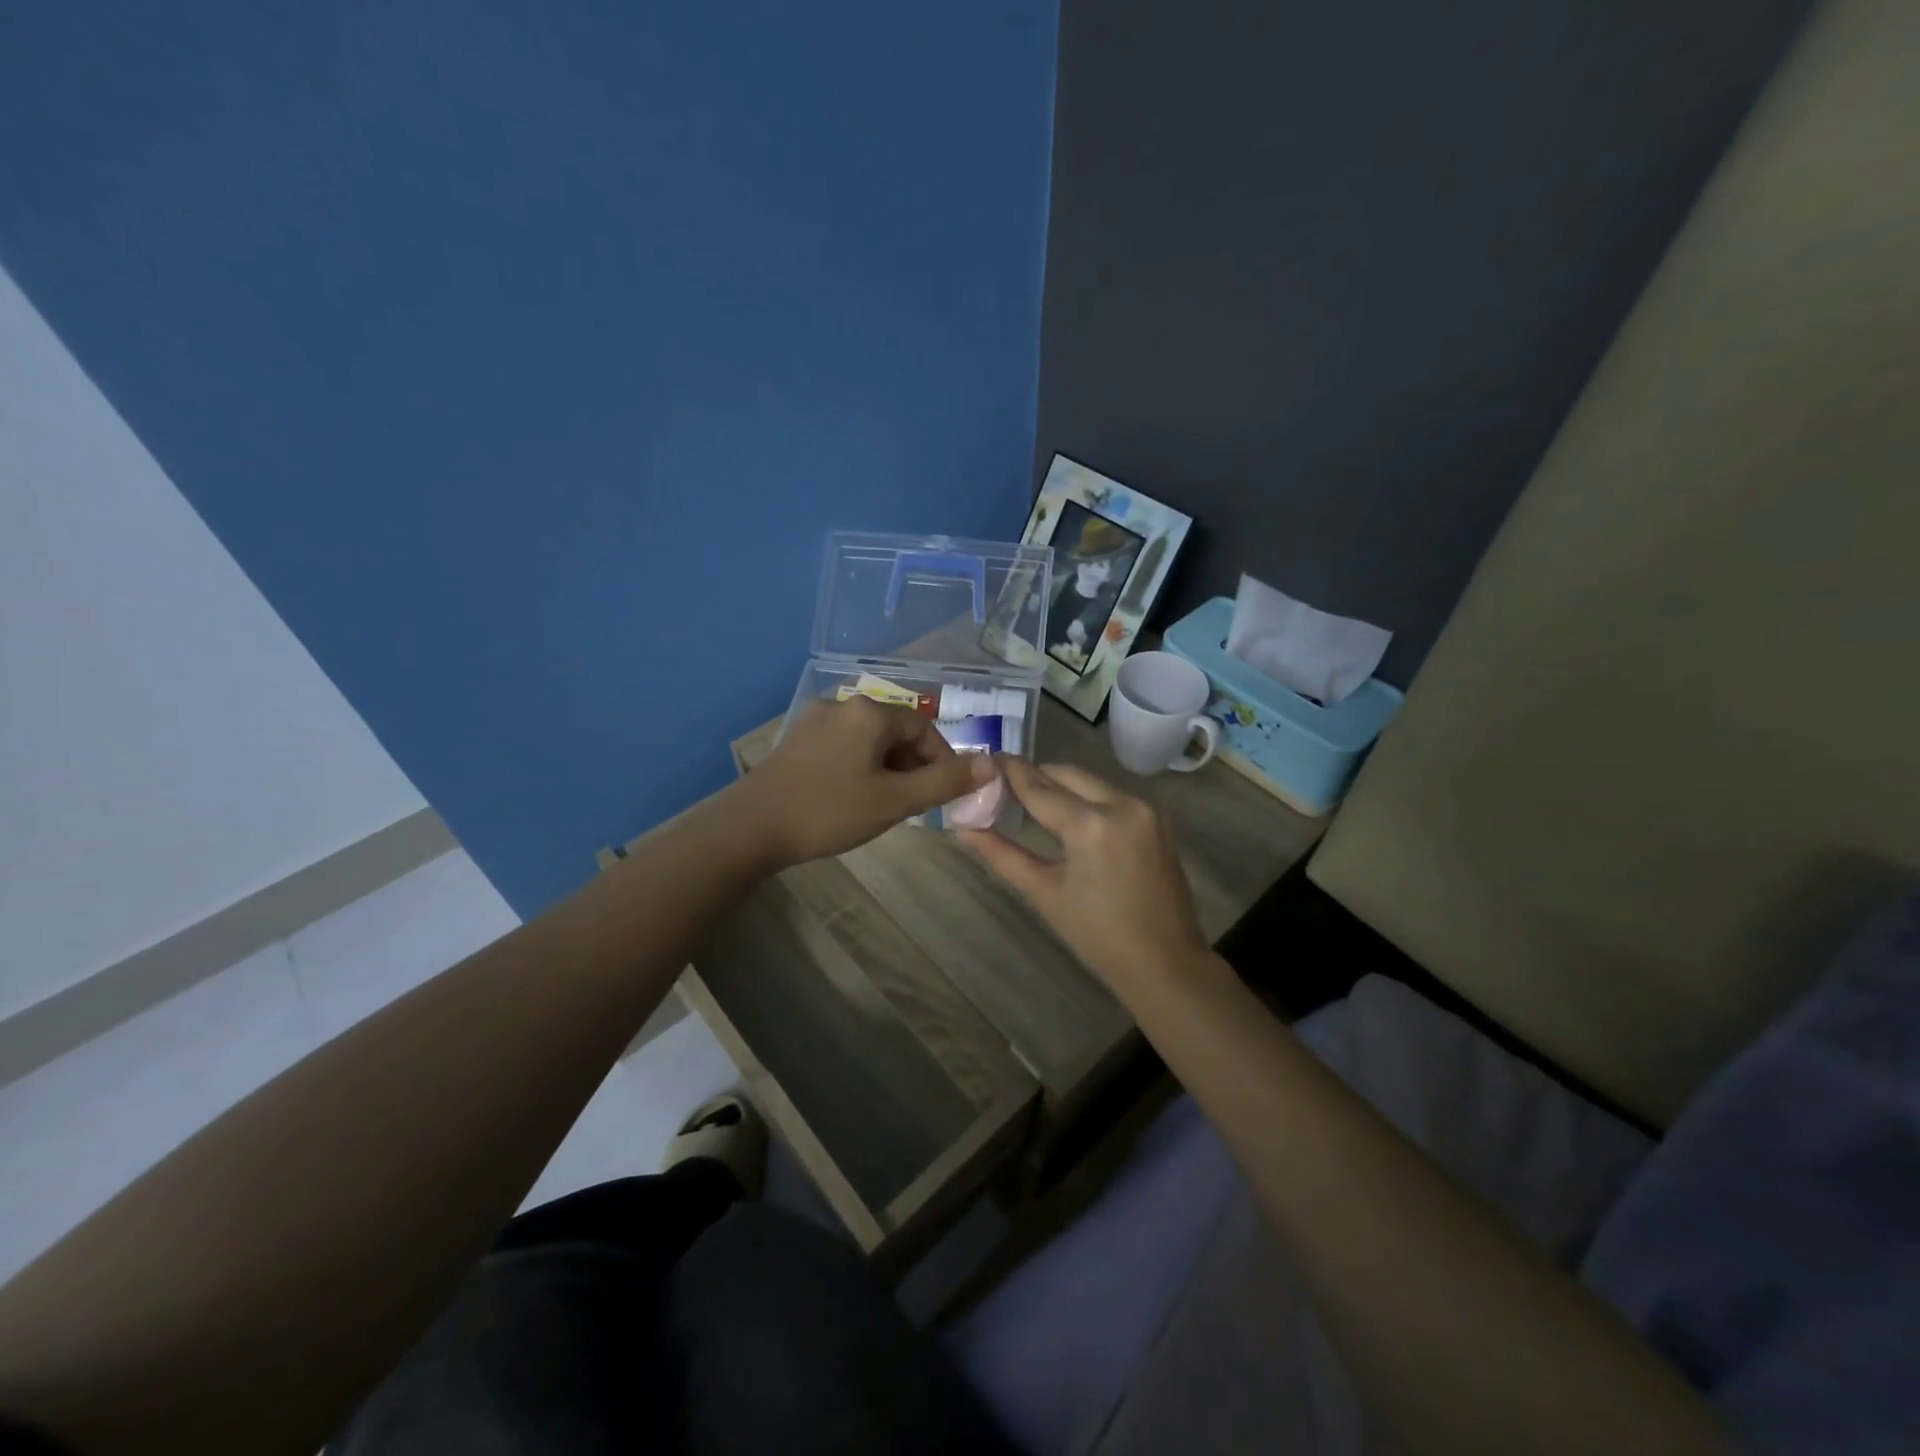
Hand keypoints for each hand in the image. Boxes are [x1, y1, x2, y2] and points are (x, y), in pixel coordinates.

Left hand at [738, 697, 993, 867]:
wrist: (751, 827)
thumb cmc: (829, 811)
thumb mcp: (895, 800)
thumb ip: (944, 782)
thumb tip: (992, 764)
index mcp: (870, 711)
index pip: (924, 728)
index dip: (943, 761)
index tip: (946, 795)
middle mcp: (844, 704)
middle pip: (896, 731)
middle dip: (913, 766)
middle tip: (915, 805)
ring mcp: (816, 720)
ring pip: (870, 741)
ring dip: (888, 768)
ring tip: (885, 805)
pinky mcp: (798, 739)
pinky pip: (845, 746)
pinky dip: (861, 767)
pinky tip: (852, 797)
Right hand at [962, 758, 1207, 1000]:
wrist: (1165, 963)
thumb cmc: (1097, 936)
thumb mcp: (1044, 893)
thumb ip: (1003, 855)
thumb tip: (964, 829)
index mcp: (1092, 825)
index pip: (1039, 787)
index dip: (1009, 772)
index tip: (985, 759)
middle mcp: (1122, 803)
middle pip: (1066, 774)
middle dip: (1034, 776)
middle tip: (1002, 786)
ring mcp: (1145, 808)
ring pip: (1090, 781)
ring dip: (1060, 785)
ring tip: (1029, 801)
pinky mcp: (1157, 818)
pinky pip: (1111, 795)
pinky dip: (1085, 798)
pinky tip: (1067, 815)